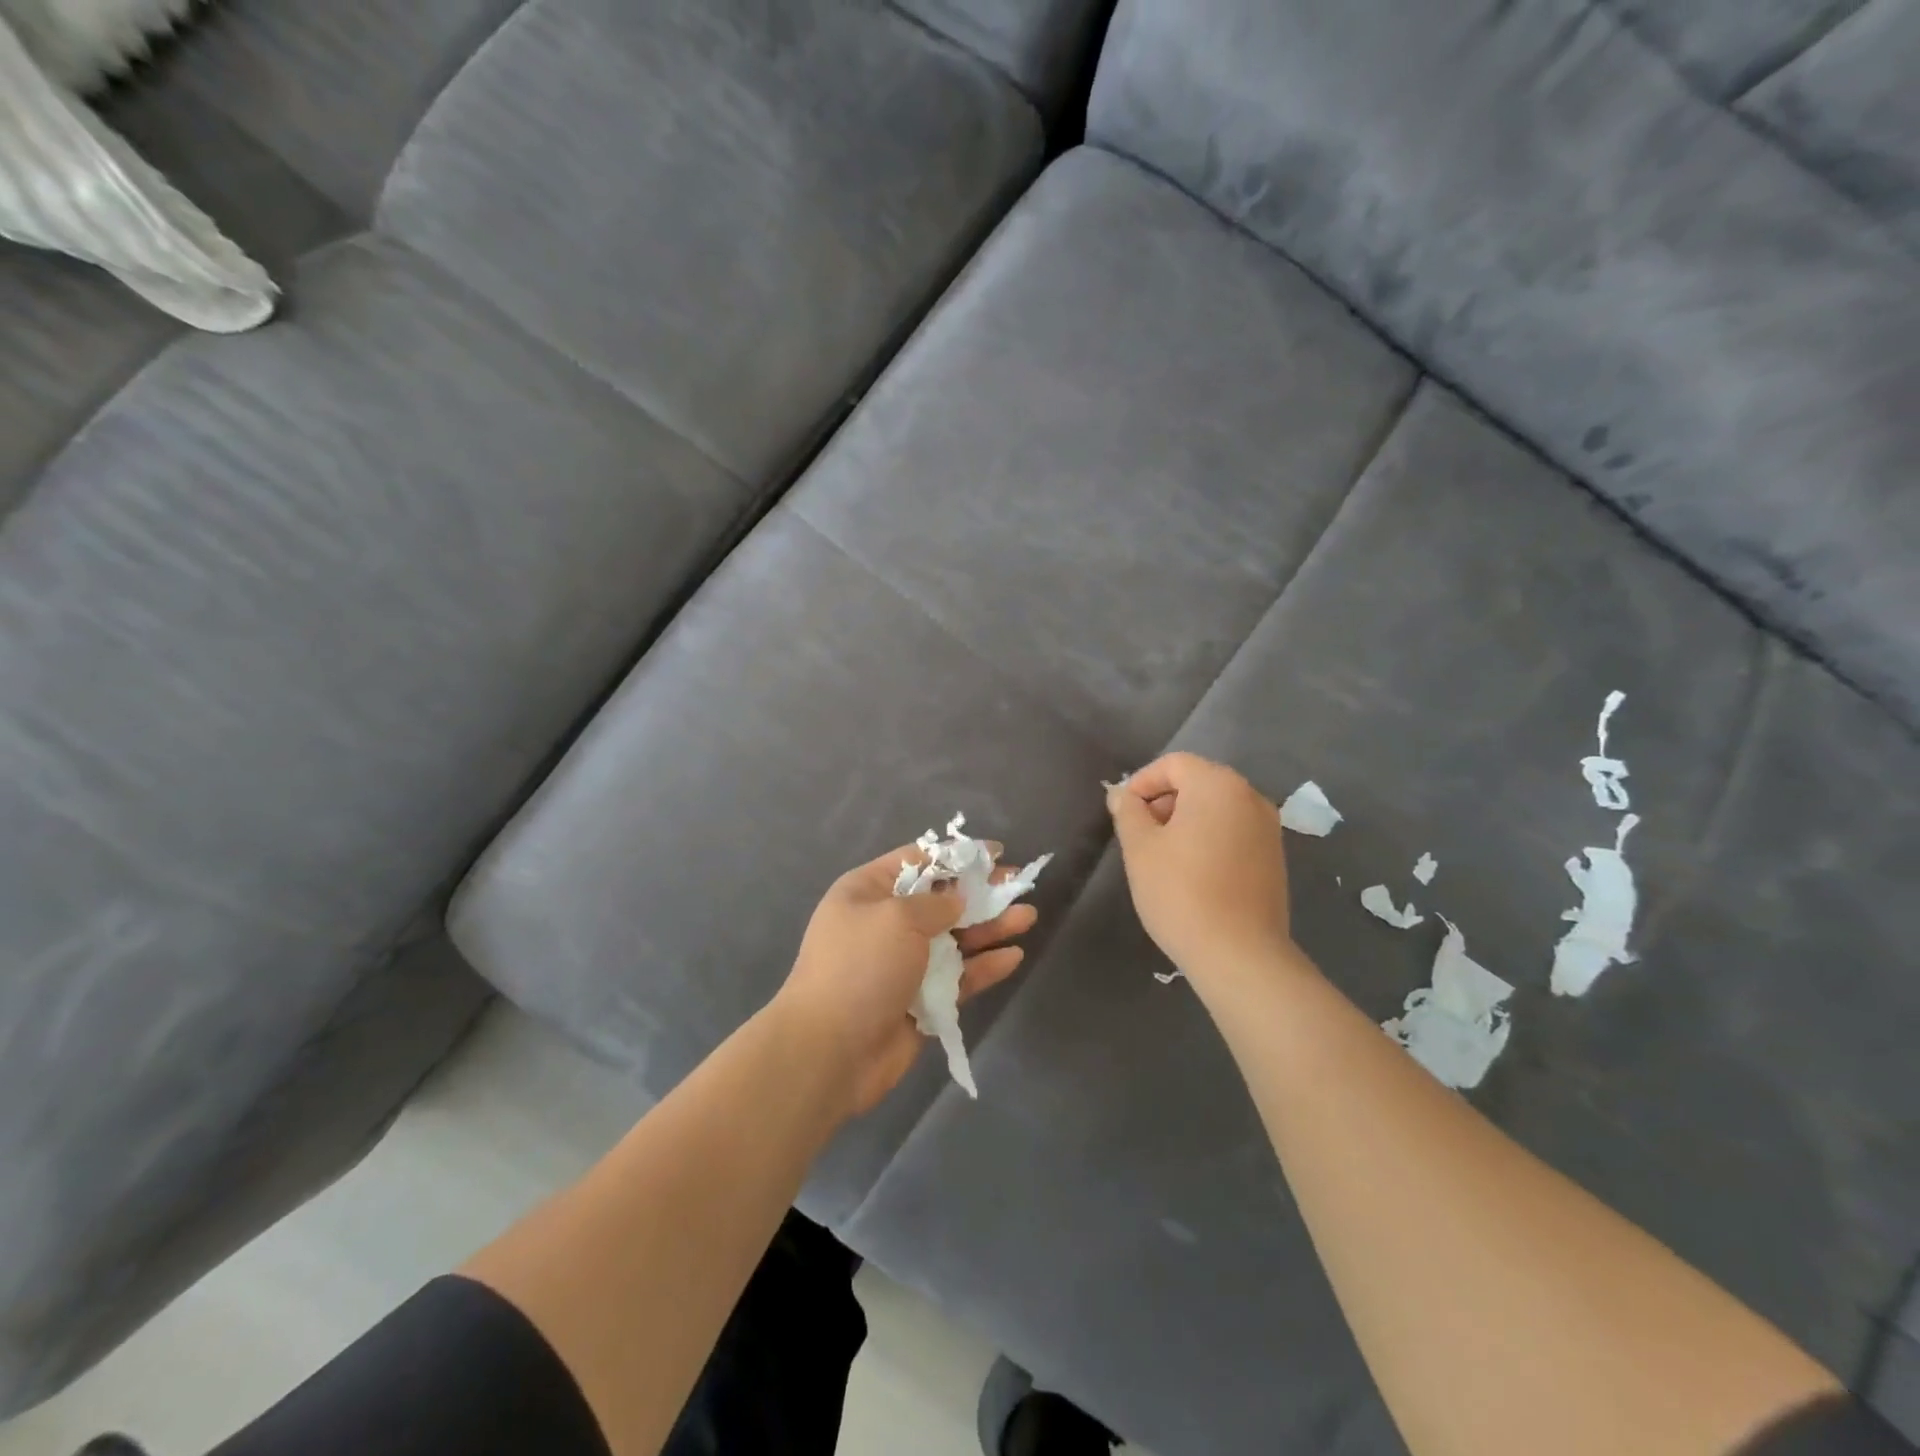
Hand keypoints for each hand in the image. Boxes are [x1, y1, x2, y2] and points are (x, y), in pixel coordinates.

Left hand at [770, 844, 1036, 1117]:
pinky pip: (958, 977)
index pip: (917, 861)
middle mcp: (886, 924)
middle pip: (942, 900)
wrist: (829, 1051)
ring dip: (990, 927)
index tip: (994, 852)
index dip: (956, 855)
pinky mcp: (921, 1001)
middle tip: (1019, 884)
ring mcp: (904, 964)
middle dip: (981, 891)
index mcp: (867, 892)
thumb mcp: (896, 917)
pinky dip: (984, 966)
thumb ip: (936, 903)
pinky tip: (1014, 956)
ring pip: (955, 939)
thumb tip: (957, 901)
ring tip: (1028, 915)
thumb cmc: (860, 966)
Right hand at [1108, 753, 1295, 982]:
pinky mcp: (1274, 857)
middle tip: (1139, 834)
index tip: (1123, 812)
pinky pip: (1234, 831)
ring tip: (1162, 856)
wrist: (1239, 954)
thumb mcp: (1140, 848)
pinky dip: (1209, 838)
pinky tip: (1192, 872)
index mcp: (1218, 785)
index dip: (1142, 782)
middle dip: (1164, 801)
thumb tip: (1121, 794)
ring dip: (1186, 820)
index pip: (1174, 764)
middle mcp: (1250, 797)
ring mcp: (1268, 828)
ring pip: (1217, 808)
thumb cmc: (1181, 892)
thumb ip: (1128, 812)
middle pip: (1198, 782)